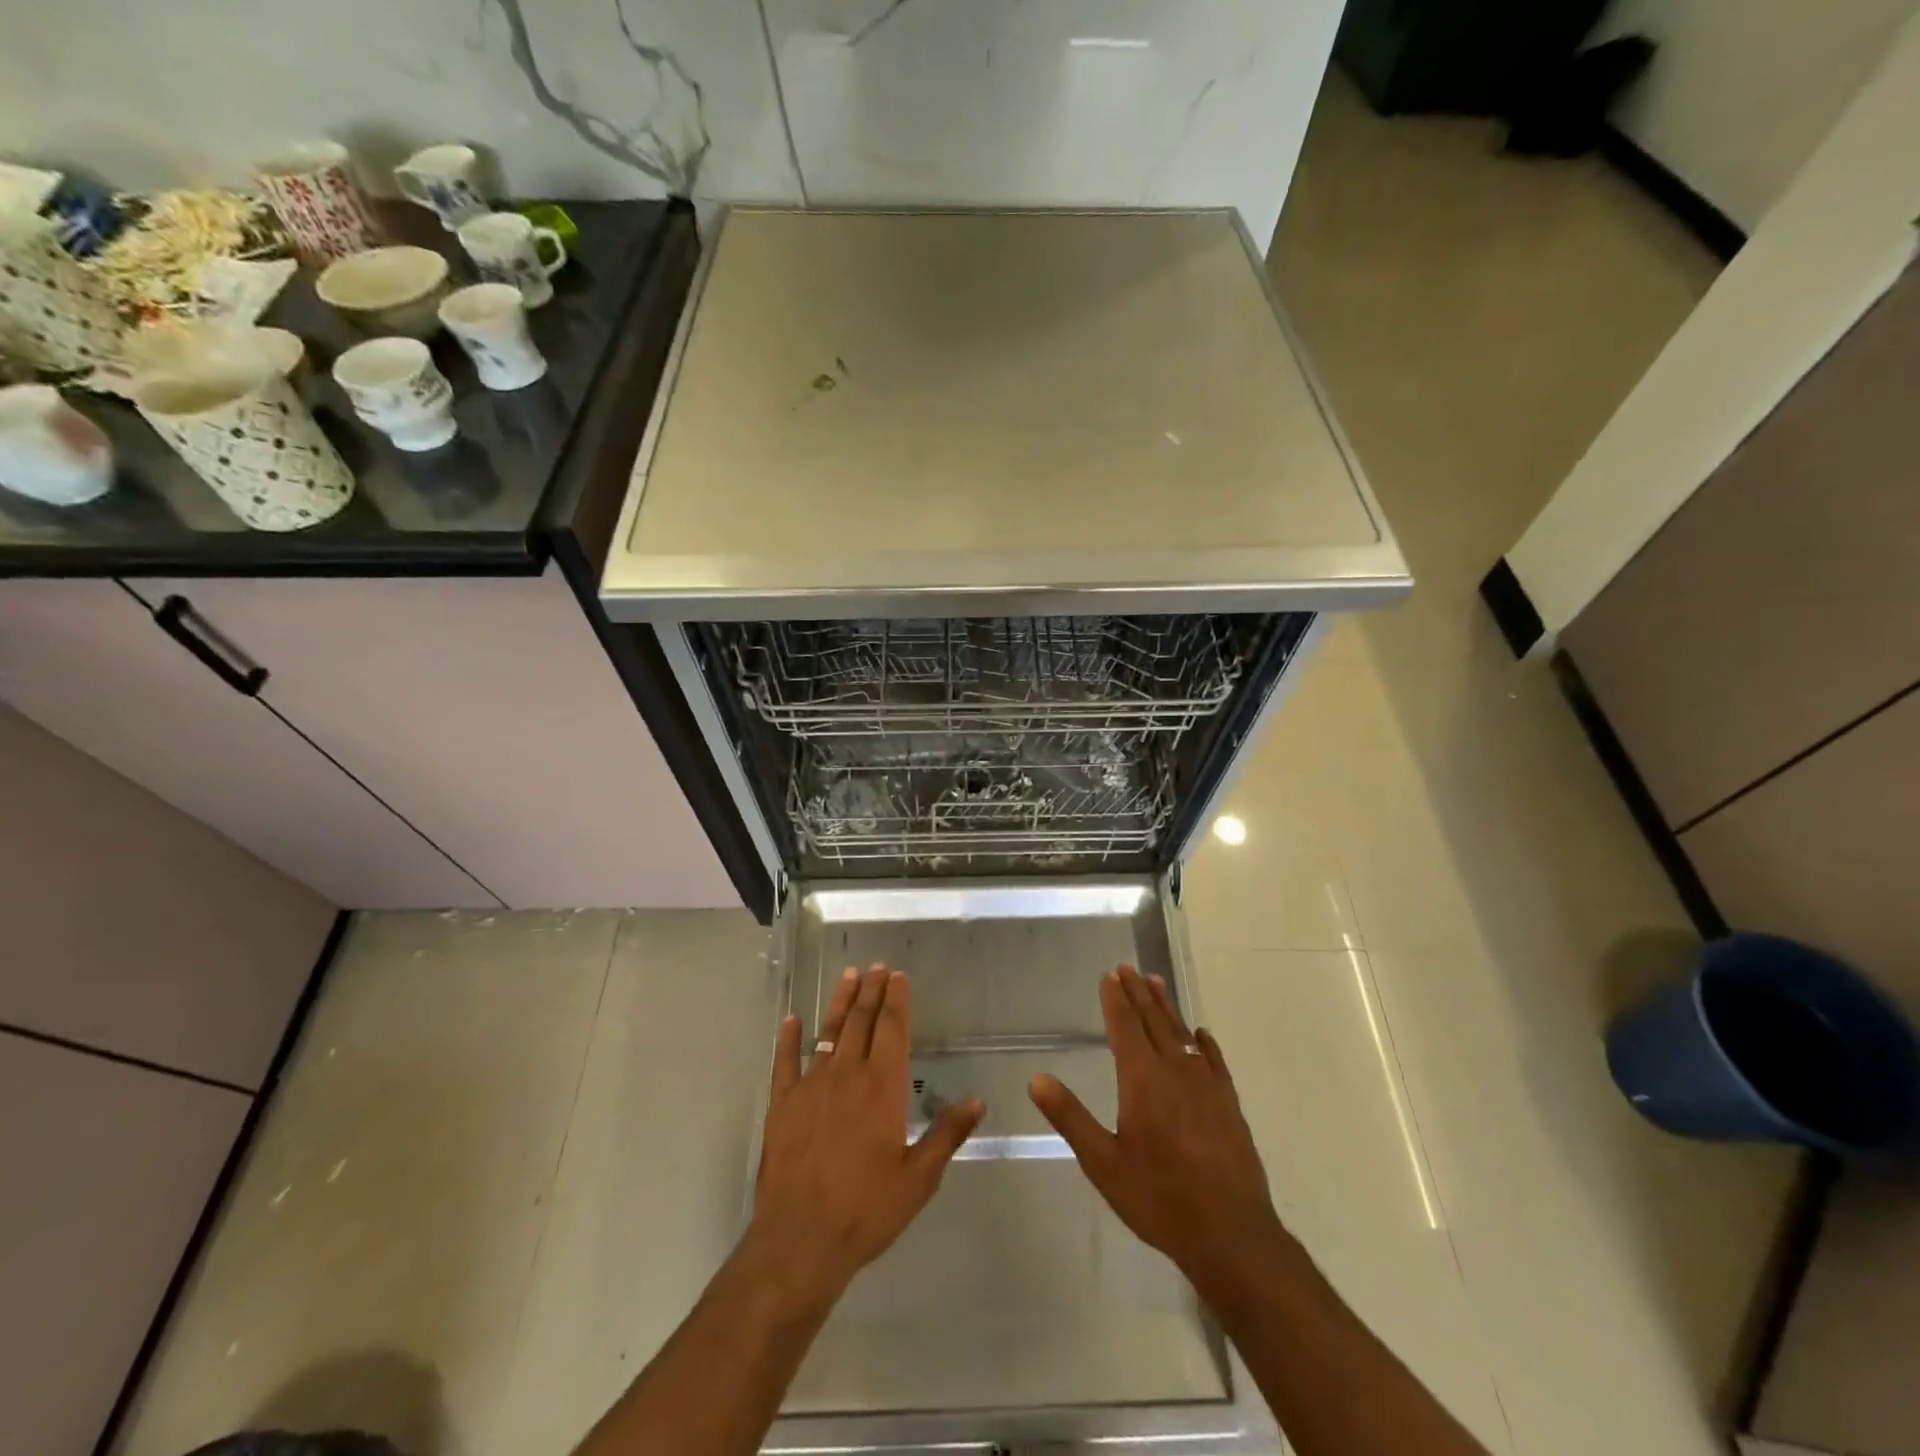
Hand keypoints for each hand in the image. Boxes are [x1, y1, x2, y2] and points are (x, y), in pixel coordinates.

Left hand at [751, 965, 983, 1307]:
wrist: (801, 1240)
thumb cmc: (867, 1210)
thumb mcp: (919, 1178)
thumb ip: (947, 1134)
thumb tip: (977, 1100)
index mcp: (883, 1087)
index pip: (892, 1029)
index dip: (897, 999)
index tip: (899, 976)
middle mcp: (847, 1075)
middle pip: (861, 1021)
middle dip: (871, 991)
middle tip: (876, 967)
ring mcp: (811, 1086)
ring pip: (828, 1032)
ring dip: (840, 1003)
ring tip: (849, 976)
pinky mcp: (782, 1104)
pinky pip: (785, 1062)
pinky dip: (788, 1039)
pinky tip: (791, 1020)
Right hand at [1029, 964, 1283, 1294]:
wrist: (1231, 1234)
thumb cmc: (1160, 1198)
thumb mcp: (1103, 1163)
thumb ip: (1071, 1117)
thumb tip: (1037, 1078)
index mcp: (1142, 1079)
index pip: (1125, 1027)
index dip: (1116, 999)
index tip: (1110, 975)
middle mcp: (1175, 1071)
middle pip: (1154, 1021)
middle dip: (1139, 993)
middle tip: (1129, 967)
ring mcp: (1207, 1086)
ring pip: (1183, 1034)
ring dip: (1168, 1008)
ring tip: (1157, 983)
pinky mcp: (1229, 1104)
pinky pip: (1214, 1060)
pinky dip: (1204, 1043)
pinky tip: (1201, 1035)